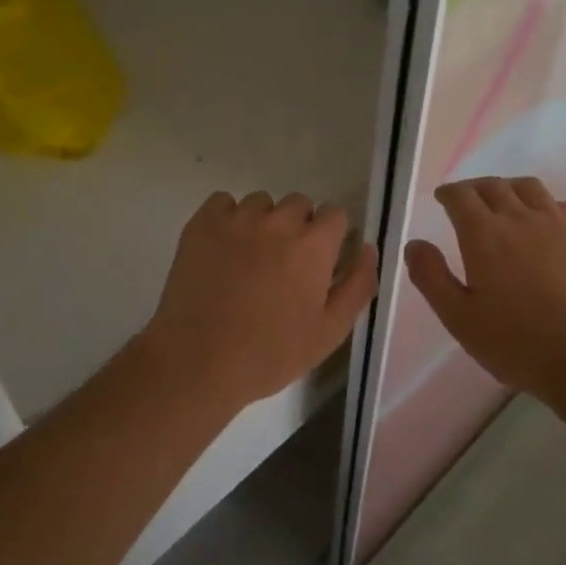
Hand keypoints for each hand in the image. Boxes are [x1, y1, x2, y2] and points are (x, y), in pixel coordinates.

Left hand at [140, 191, 379, 413]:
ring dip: (263, 222)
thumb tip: (368, 248)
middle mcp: (278, 221)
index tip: (319, 261)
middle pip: (299, 204)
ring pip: (261, 203)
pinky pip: (223, 202)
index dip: (330, 236)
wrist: (197, 362)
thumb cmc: (270, 353)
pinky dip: (227, 218)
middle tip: (283, 265)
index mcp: (313, 245)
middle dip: (298, 227)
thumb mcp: (330, 332)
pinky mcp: (202, 223)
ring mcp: (237, 219)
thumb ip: (358, 285)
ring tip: (250, 258)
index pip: (335, 213)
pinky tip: (223, 249)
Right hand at [405, 177, 565, 396]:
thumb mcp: (460, 319)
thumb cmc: (518, 343)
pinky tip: (545, 224)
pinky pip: (560, 205)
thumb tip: (415, 245)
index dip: (449, 193)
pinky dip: (543, 206)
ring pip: (529, 188)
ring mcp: (558, 222)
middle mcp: (519, 217)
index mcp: (483, 234)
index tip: (443, 198)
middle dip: (475, 188)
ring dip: (509, 189)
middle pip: (493, 186)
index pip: (461, 196)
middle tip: (468, 201)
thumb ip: (431, 278)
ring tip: (505, 203)